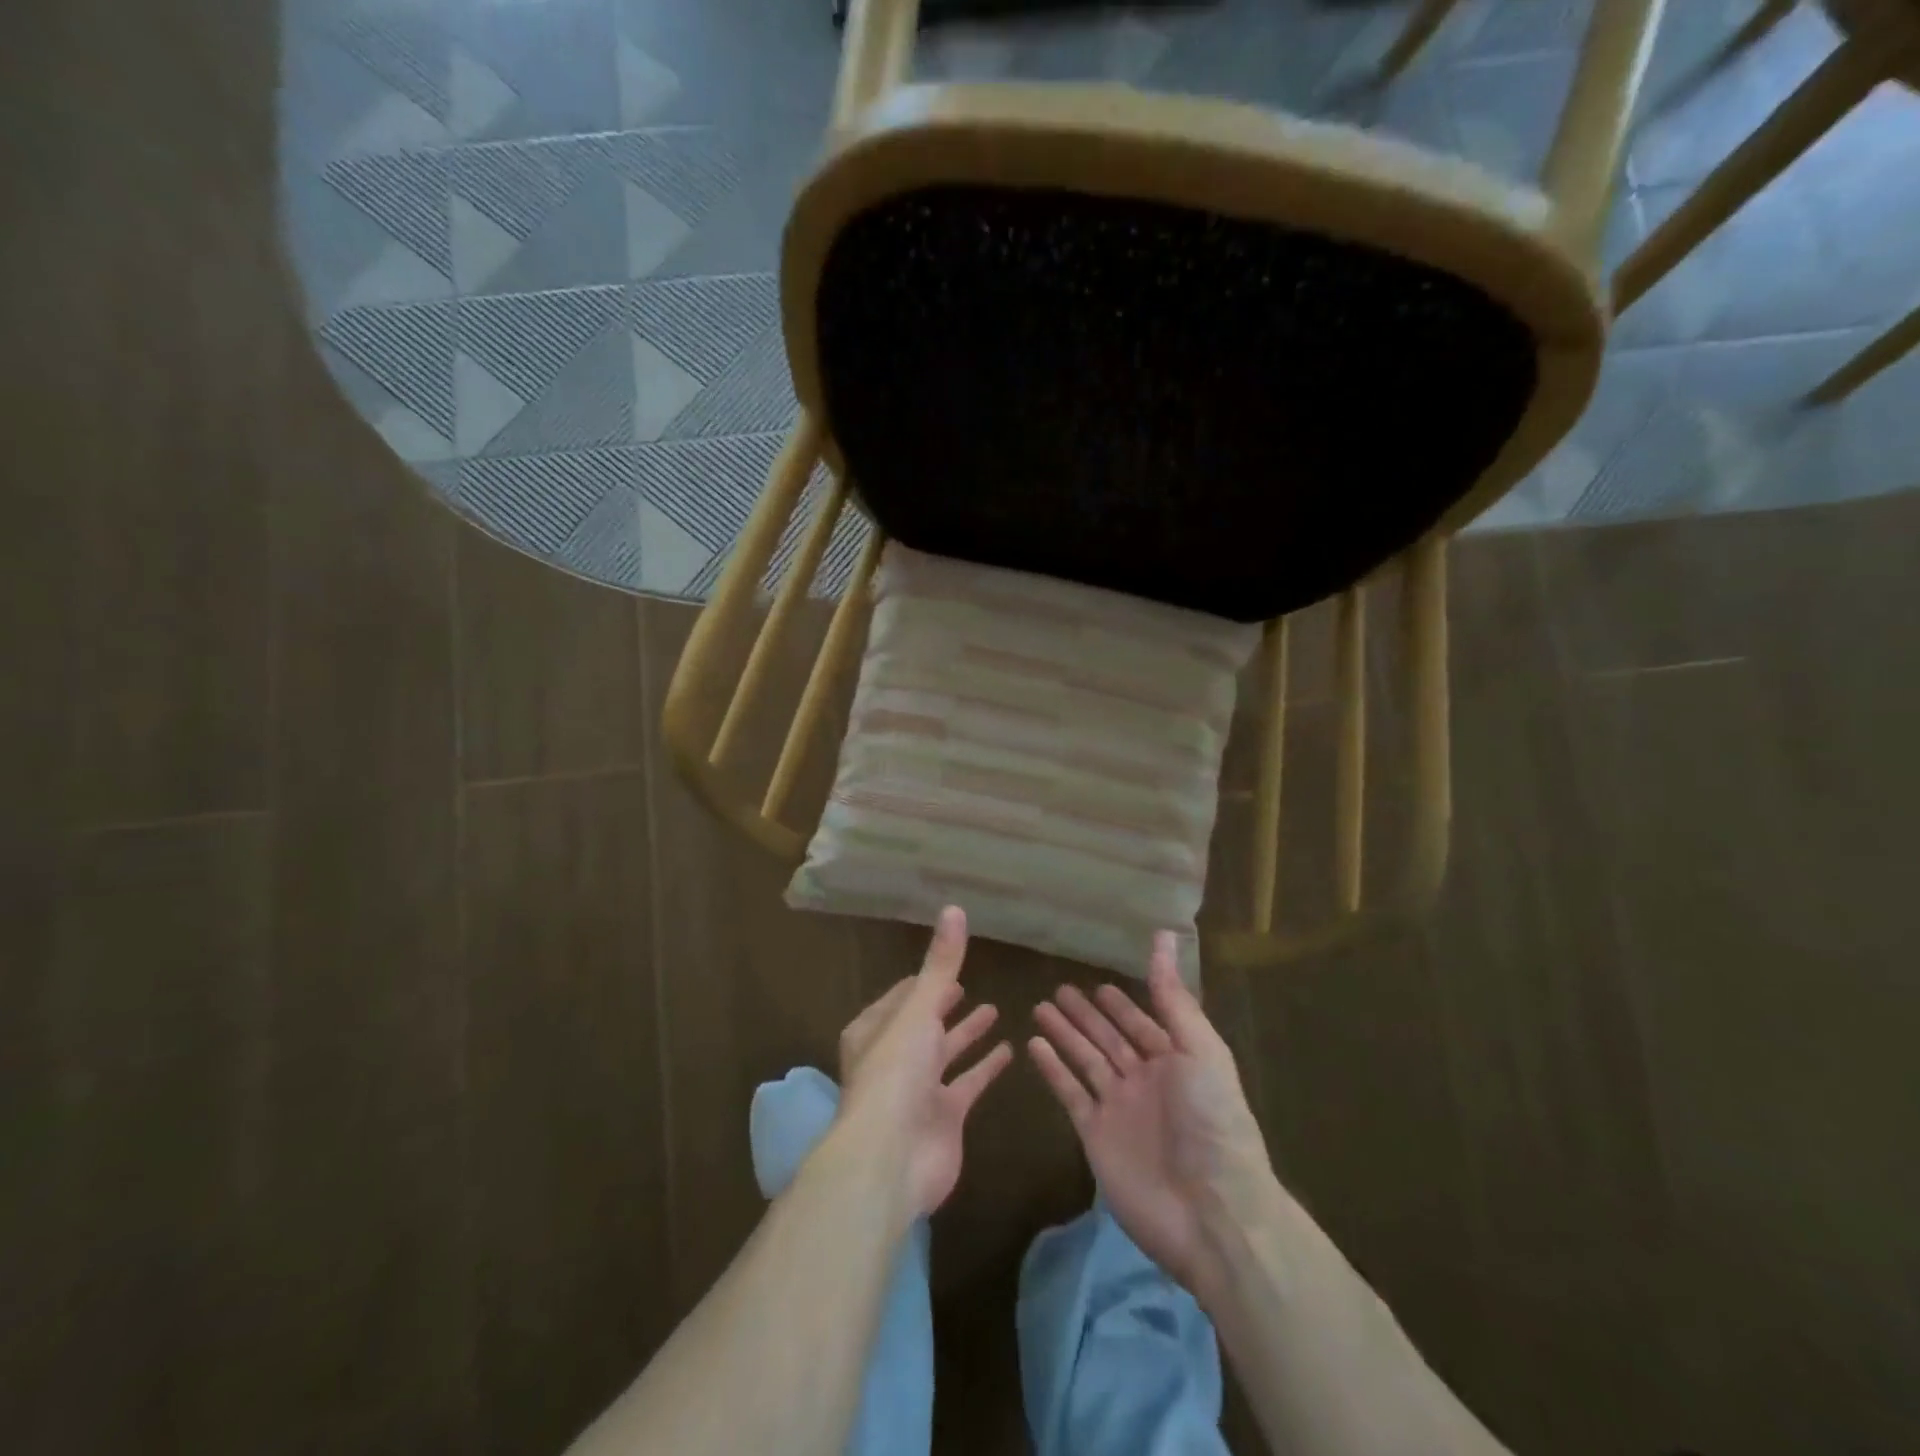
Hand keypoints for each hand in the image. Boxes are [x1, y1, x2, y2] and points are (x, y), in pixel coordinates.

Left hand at [835, 906, 1012, 1217]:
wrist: (890, 1158)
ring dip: (966, 1033)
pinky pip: (968, 1084)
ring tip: (994, 1009)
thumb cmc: (895, 1073)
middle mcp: (894, 1058)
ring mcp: (918, 1090)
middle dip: (942, 1006)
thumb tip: (954, 909)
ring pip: (946, 1053)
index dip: (919, 982)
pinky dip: (985, 1067)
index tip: (940, 967)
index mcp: (875, 1031)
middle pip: (922, 1025)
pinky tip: (1009, 1050)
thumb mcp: (919, 1010)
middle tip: (964, 986)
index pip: (899, 998)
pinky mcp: (944, 1117)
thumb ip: (940, 964)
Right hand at [1028, 931, 1271, 1303]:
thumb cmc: (1213, 1121)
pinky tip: (1034, 1045)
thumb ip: (1173, 996)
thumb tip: (1163, 935)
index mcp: (1176, 1061)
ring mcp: (1118, 1109)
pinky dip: (1053, 1069)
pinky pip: (1070, 1093)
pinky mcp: (1095, 1136)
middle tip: (1058, 990)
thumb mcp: (1200, 1049)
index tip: (1099, 983)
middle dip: (1086, 1015)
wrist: (1212, 1213)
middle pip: (1109, 1039)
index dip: (1121, 1004)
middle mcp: (1146, 1081)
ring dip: (1065, 1034)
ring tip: (1039, 1008)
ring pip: (1085, 1061)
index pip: (1142, 1023)